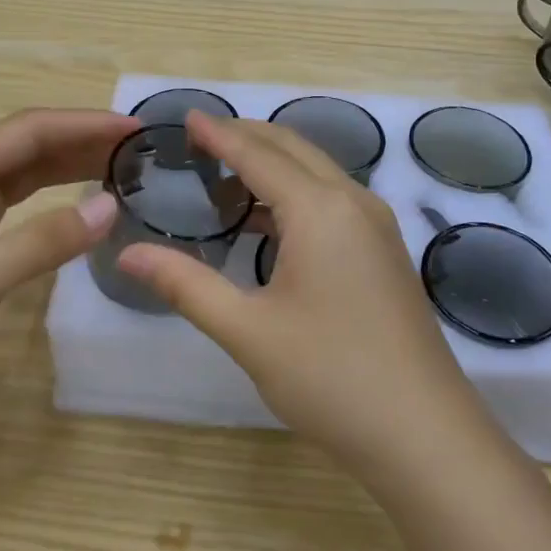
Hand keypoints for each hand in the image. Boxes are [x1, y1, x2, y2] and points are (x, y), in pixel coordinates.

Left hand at [0, 107, 136, 420]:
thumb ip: (43, 241)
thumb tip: (112, 206)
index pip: (29, 130)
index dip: (83, 124)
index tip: (134, 129)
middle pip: (31, 141)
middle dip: (84, 137)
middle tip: (139, 146)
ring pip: (31, 165)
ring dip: (76, 160)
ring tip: (126, 163)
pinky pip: (28, 193)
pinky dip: (62, 188)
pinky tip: (91, 196)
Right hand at [118, 111, 488, 477]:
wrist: (424, 434)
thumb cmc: (330, 377)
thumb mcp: (247, 331)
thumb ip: (185, 284)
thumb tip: (126, 254)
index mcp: (319, 209)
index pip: (257, 153)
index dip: (218, 133)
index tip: (186, 115)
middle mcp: (353, 201)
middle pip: (293, 149)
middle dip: (246, 138)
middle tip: (199, 142)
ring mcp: (377, 225)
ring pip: (317, 172)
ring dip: (273, 165)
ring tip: (225, 181)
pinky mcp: (385, 250)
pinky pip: (334, 198)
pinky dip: (296, 192)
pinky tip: (270, 223)